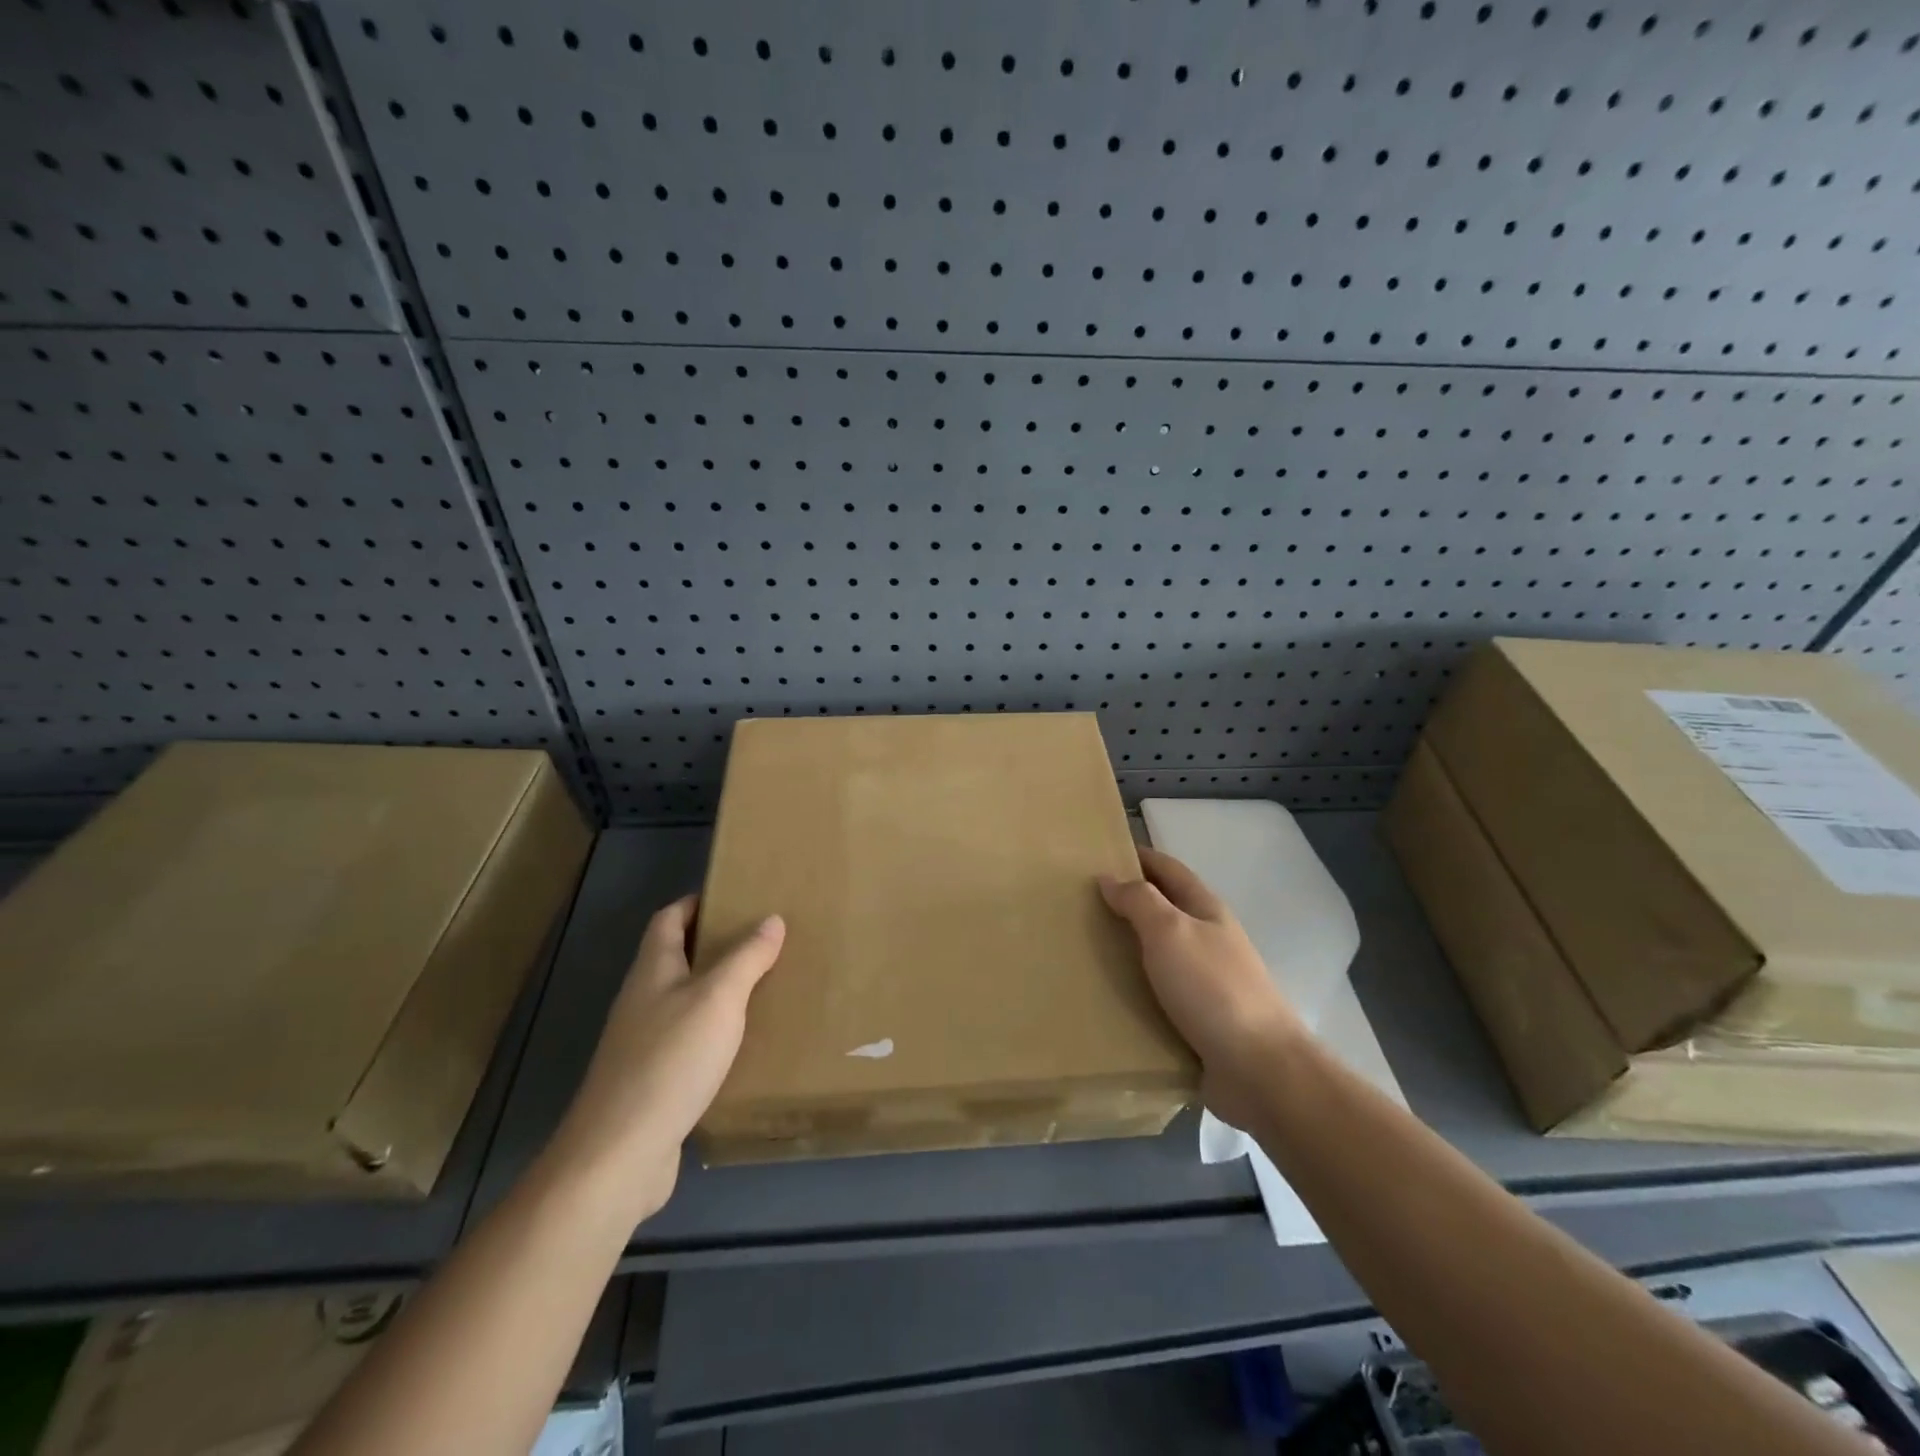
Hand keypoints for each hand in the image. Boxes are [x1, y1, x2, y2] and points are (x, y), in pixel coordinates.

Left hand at [549, 896, 784, 1218]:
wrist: (619, 1156)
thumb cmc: (670, 1061)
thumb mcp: (719, 999)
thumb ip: (747, 957)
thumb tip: (771, 918)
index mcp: (652, 970)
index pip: (669, 919)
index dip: (697, 903)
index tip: (735, 897)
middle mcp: (642, 1001)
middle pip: (676, 958)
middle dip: (716, 946)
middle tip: (764, 942)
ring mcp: (642, 1044)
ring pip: (684, 1002)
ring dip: (718, 992)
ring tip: (764, 988)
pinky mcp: (651, 1082)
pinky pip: (688, 1043)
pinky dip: (714, 1034)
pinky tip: (744, 1046)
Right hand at [1100, 848, 1305, 1130]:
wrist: (1259, 1068)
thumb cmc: (1212, 988)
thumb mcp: (1170, 932)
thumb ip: (1139, 901)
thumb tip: (1109, 877)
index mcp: (1206, 911)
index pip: (1168, 870)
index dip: (1138, 857)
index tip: (1100, 853)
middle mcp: (1208, 940)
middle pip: (1164, 910)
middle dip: (1127, 903)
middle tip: (1079, 904)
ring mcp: (1206, 982)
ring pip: (1159, 954)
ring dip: (1127, 948)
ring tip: (1083, 950)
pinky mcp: (1199, 1020)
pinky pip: (1158, 995)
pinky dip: (1134, 989)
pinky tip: (1107, 996)